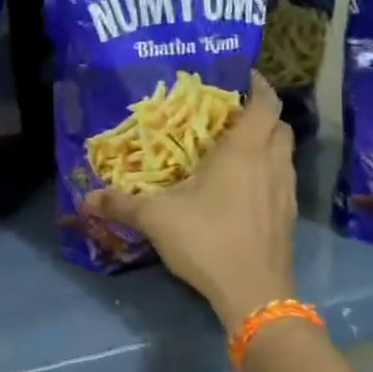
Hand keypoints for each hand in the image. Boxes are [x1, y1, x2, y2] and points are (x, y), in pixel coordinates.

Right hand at [83, 72, 297, 330]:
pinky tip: (243, 190)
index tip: (244, 77)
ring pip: (285, 155)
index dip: (259, 86)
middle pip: (280, 127)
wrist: (254, 294)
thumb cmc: (207, 239)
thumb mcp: (156, 218)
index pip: (265, 104)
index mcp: (244, 151)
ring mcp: (285, 192)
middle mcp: (272, 164)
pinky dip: (268, 174)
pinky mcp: (288, 218)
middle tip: (232, 116)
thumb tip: (84, 199)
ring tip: (236, 150)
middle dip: (262, 115)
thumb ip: (121, 204)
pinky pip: (282, 181)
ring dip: (267, 145)